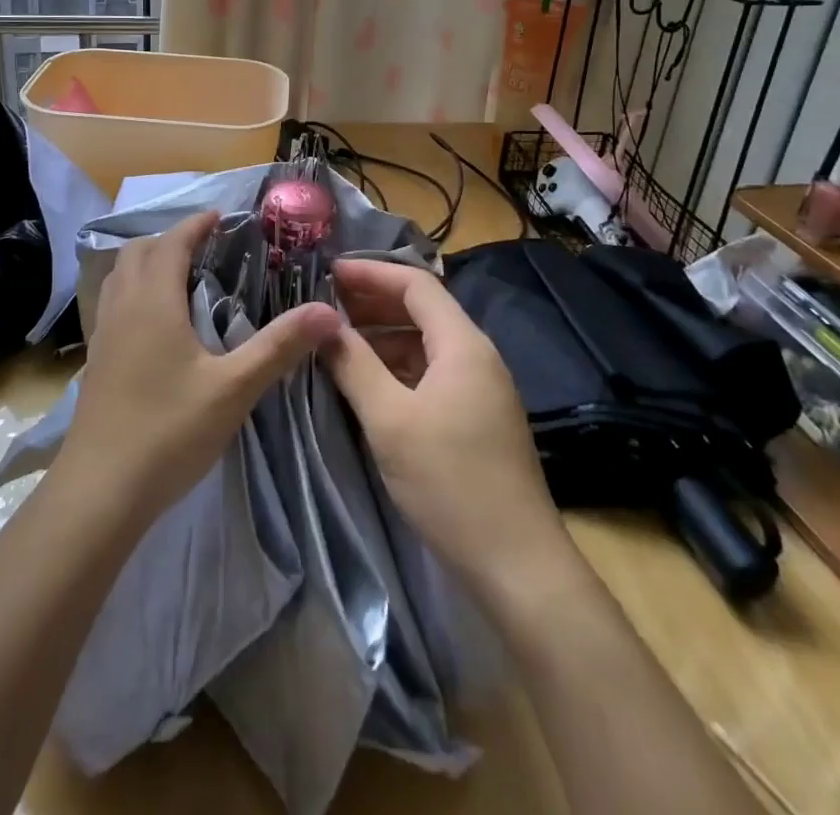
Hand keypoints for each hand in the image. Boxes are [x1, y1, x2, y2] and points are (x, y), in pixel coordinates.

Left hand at [60, 211, 339, 527]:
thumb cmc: (169, 432)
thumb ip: (279, 347)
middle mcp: (122, 307)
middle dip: (172, 240)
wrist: (100, 491)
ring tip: (183, 278)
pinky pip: (114, 303)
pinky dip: (135, 290)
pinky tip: (157, 324)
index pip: (172, 243)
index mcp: (153, 301)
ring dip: (149, 263)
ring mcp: (103, 334)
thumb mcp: (234, 389)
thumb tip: (328, 311)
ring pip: (121, 276)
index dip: (196, 225)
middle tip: (207, 248)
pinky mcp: (96, 360)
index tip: (222, 218)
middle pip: (140, 252)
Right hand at [323, 259, 560, 585]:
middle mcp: (476, 357)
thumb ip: (354, 364)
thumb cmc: (450, 482)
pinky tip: (367, 383)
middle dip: (373, 302)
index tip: (327, 272)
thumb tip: (322, 322)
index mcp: (462, 345)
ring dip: (382, 337)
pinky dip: (396, 367)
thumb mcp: (390, 420)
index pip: (416, 285)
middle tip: (325, 304)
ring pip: (425, 345)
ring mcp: (479, 389)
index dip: (371, 273)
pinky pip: (431, 374)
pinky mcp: (476, 419)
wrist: (517, 566)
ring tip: (337, 341)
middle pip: (422, 310)